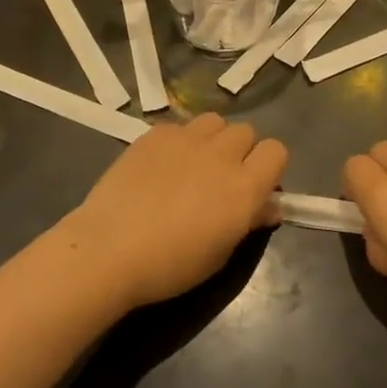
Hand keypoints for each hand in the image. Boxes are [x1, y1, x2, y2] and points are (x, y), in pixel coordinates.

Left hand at [61, 114, 287, 310]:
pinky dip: (178, 141)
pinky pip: (179, 126)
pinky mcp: (154, 134)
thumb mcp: (220, 253)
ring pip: (214, 122)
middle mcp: (221, 154)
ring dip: (212, 139)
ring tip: (193, 164)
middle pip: (246, 132)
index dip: (269, 167)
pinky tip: (160, 165)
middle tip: (220, 179)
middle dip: (240, 151)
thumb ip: (249, 222)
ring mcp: (186, 139)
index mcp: (244, 187)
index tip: (255, 187)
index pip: (277, 151)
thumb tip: (269, 208)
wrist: (109, 250)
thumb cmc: (171, 265)